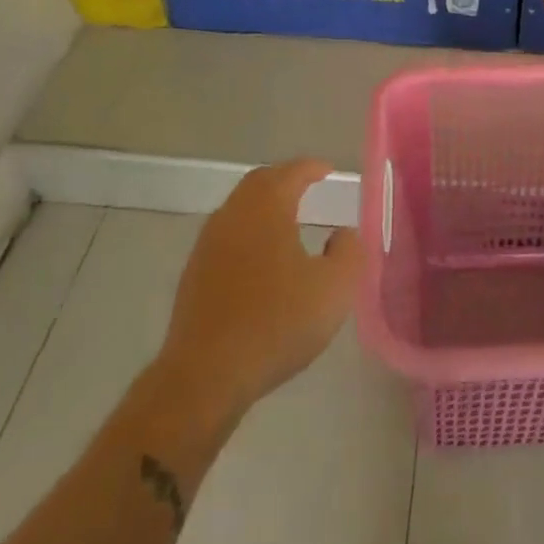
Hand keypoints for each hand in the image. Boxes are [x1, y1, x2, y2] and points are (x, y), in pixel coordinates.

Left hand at [158, 159, 363, 421]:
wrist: (205, 375)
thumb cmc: (276, 324)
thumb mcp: (333, 289)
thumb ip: (349, 253)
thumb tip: (344, 234)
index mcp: (267, 209)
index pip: (291, 173)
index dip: (312, 168)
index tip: (328, 170)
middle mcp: (234, 215)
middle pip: (259, 183)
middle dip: (285, 179)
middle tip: (307, 186)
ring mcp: (208, 244)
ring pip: (239, 208)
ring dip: (264, 206)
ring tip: (287, 220)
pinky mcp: (194, 274)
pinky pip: (227, 236)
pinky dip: (248, 232)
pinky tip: (260, 259)